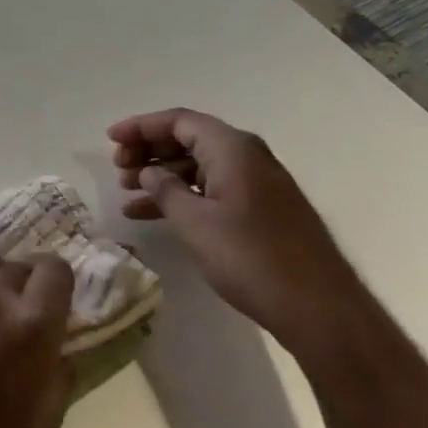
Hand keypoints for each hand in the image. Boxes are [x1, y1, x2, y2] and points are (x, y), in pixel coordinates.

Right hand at [108, 108, 378, 362]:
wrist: (317, 306)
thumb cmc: (250, 256)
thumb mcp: (194, 221)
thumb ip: (165, 189)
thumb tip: (150, 171)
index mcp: (232, 149)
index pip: (179, 121)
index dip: (141, 126)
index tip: (110, 138)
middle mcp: (247, 157)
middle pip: (188, 139)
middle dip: (149, 150)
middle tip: (118, 169)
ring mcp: (256, 183)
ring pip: (198, 166)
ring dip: (161, 176)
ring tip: (126, 195)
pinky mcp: (260, 209)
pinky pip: (211, 188)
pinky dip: (181, 195)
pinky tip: (153, 215)